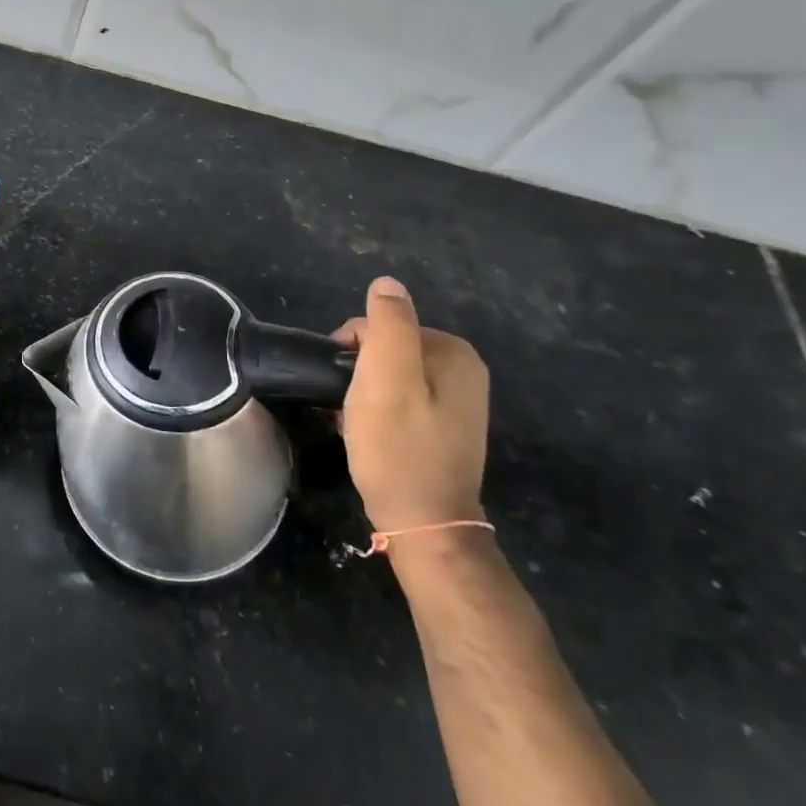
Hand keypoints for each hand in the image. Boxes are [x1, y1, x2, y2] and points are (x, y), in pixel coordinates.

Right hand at [333, 276, 488, 535]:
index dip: (350, 350)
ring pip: (388, 375)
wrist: (423, 522)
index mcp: (453, 352)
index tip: (342, 384)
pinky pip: (399, 398)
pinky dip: (377, 410)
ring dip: (363, 393)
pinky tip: (367, 433)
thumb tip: (387, 283)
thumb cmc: (397, 448)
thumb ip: (387, 326)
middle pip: (385, 349)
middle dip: (357, 372)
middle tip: (347, 407)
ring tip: (353, 422)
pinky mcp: (444, 425)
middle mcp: (463, 370)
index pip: (380, 326)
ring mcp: (456, 400)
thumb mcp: (385, 379)